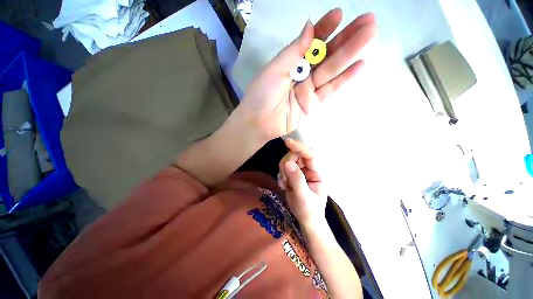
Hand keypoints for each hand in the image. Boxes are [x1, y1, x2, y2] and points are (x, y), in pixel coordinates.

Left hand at [238, 8, 376, 140]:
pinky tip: (361, 65)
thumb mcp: (274, 70)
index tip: (339, 15)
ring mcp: (308, 90)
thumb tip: (310, 26)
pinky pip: (330, 89)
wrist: (259, 123)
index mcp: (290, 63)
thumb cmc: (262, 95)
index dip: (324, 29)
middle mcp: (301, 74)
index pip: (310, 43)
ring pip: (332, 70)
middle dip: (345, 38)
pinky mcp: (313, 104)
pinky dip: (345, 78)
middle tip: (368, 21)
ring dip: (351, 54)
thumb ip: (293, 51)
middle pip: (325, 55)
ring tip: (371, 35)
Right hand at [278, 138, 326, 225]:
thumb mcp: (303, 196)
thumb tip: (288, 163)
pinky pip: (283, 169)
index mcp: (317, 173)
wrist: (306, 220)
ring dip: (283, 172)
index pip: (309, 155)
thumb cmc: (309, 210)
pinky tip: (285, 186)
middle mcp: (309, 169)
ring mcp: (300, 171)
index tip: (287, 142)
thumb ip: (296, 179)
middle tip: (285, 179)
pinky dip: (281, 177)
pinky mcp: (292, 175)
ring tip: (286, 185)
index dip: (299, 147)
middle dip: (287, 164)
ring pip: (287, 161)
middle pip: (295, 156)